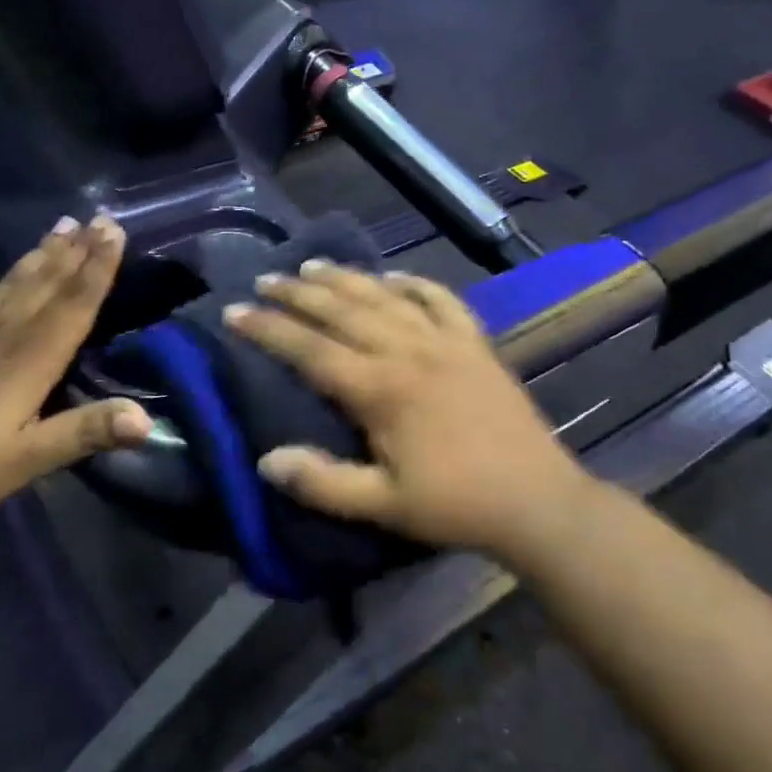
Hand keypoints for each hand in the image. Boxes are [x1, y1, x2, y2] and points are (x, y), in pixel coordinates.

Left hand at [0, 215, 151, 528]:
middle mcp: (2, 332)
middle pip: (47, 283)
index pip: (75, 304)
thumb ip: (86, 433)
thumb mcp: (27, 460)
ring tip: (61, 225)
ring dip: (38, 253)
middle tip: (98, 217)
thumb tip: (147, 420)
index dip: (99, 267)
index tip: (114, 230)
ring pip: (10, 281)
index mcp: (31, 359)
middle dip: (76, 251)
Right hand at [223, 261, 595, 552]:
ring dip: (345, 278)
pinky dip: (414, 284)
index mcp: (380, 389)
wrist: (537, 501)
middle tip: (265, 280)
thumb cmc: (455, 505)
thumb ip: (322, 482)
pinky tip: (395, 277)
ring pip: (384, 297)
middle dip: (297, 293)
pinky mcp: (475, 344)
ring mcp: (445, 342)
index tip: (234, 311)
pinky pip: (441, 300)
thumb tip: (266, 461)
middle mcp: (407, 351)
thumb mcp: (383, 505)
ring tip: (312, 266)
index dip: (268, 328)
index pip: (310, 349)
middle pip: (342, 310)